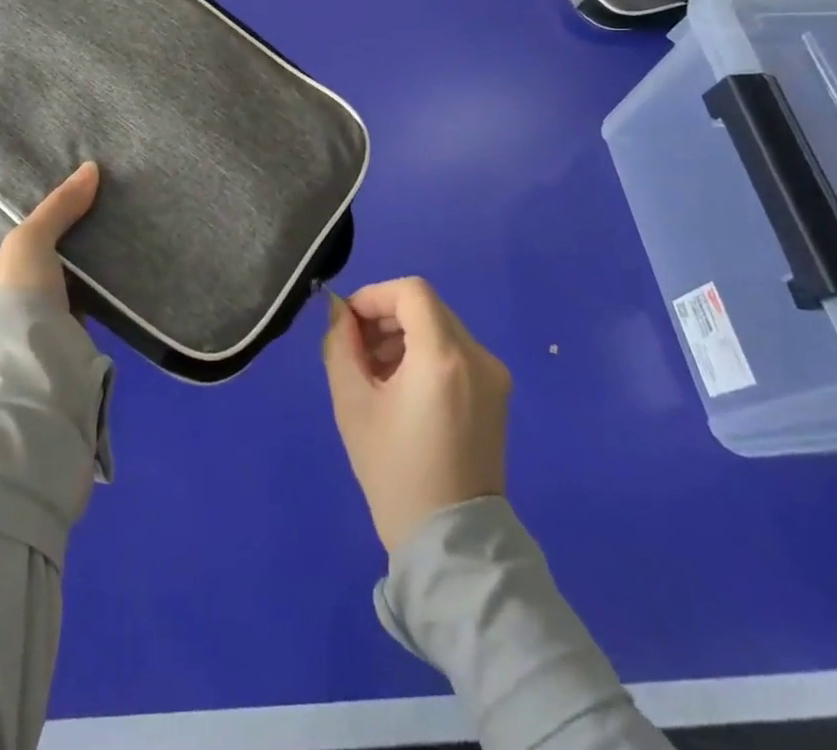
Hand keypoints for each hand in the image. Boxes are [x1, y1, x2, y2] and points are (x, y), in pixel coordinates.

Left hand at [0, 162, 98, 331]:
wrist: (37, 375)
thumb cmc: (11, 302)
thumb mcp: (30, 243)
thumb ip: (57, 207)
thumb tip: (89, 169)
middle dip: (13, 224)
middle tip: (39, 195)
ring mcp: (12, 314)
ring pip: (29, 269)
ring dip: (49, 249)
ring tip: (76, 217)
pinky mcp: (44, 328)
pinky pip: (57, 291)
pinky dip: (73, 275)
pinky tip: (94, 256)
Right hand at [322, 277, 510, 555]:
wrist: (452, 544)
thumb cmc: (395, 471)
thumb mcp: (352, 403)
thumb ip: (341, 345)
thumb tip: (340, 312)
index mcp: (443, 357)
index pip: (410, 291)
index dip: (374, 296)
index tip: (349, 324)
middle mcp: (477, 357)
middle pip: (425, 308)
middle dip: (385, 318)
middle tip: (356, 351)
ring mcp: (493, 377)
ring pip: (440, 328)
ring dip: (403, 337)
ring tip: (375, 375)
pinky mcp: (496, 395)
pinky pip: (455, 353)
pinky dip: (424, 355)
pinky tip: (402, 390)